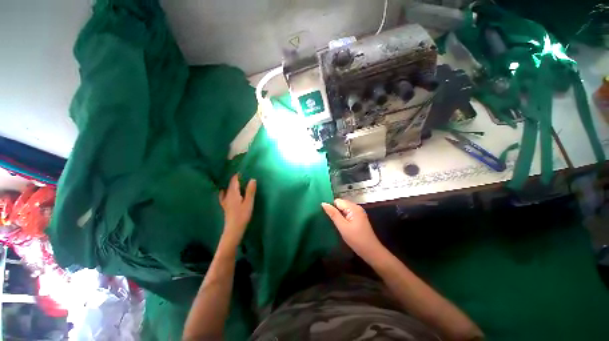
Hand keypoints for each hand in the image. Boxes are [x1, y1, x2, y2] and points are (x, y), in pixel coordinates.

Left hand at [219, 174, 256, 246]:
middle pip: (230, 185)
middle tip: (239, 174)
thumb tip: (252, 179)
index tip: (241, 170)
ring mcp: (225, 201)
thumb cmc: (242, 215)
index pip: (234, 181)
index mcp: (233, 193)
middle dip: (234, 179)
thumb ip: (250, 191)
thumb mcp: (249, 202)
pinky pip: (223, 196)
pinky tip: (224, 192)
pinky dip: (224, 192)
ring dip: (229, 185)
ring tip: (233, 181)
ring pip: (226, 189)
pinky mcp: (225, 206)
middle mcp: (227, 196)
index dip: (237, 175)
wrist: (233, 229)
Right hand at [321, 199, 382, 259]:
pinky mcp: (358, 218)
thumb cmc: (357, 239)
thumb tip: (323, 203)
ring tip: (334, 224)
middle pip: (341, 204)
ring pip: (343, 209)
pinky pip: (347, 214)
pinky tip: (340, 225)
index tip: (327, 216)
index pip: (337, 201)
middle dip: (334, 211)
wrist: (371, 252)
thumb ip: (333, 214)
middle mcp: (356, 207)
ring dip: (338, 215)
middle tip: (330, 221)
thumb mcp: (343, 227)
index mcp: (353, 208)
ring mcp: (358, 213)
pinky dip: (342, 218)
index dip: (331, 208)